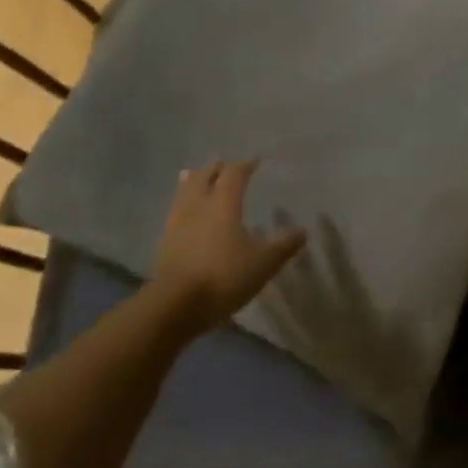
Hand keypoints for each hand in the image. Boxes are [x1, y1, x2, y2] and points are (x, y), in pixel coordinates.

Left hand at [151, 160, 306, 334]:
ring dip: (195, 181)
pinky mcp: (164, 241)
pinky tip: (187, 213)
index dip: (246, 165)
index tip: (256, 162)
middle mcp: (198, 205)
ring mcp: (177, 222)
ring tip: (200, 178)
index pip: (234, 173)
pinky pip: (175, 210)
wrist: (175, 305)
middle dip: (217, 168)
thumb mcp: (264, 263)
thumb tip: (302, 231)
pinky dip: (184, 203)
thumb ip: (284, 245)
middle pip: (205, 175)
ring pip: (185, 190)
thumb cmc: (224, 276)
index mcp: (224, 203)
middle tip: (227, 167)